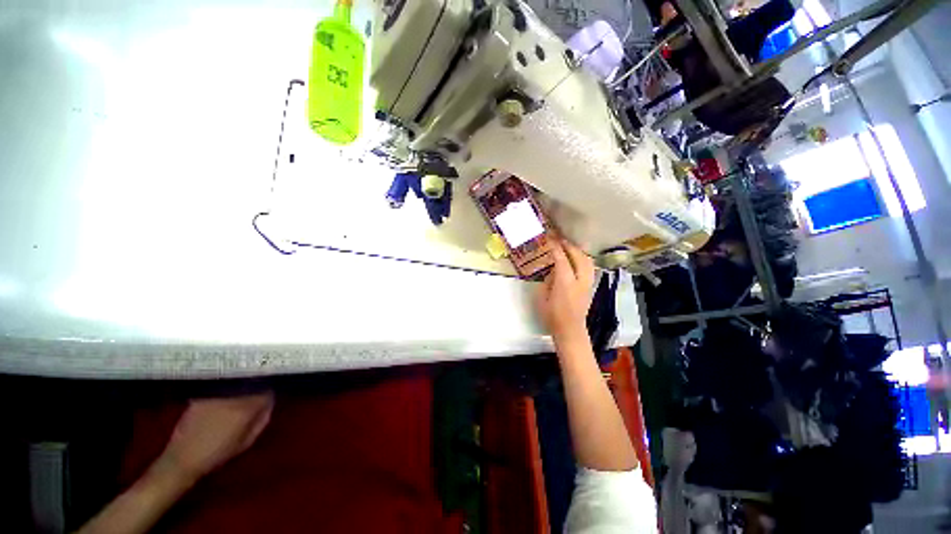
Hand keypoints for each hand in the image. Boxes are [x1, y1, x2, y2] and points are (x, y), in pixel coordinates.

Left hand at [160, 392, 274, 482]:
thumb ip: (261, 421)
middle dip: (257, 389)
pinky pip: (221, 387)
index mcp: (247, 408)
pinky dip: (227, 390)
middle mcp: (233, 396)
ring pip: (237, 384)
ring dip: (242, 388)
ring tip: (240, 396)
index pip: (267, 392)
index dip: (270, 395)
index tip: (268, 401)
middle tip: (257, 396)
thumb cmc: (217, 454)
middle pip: (253, 384)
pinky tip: (224, 399)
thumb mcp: (246, 442)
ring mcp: (216, 394)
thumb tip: (268, 405)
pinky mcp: (203, 395)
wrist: (182, 458)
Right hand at [534, 238, 594, 343]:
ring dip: (578, 251)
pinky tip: (576, 259)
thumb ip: (548, 281)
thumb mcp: (542, 297)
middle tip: (559, 239)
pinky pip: (589, 267)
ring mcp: (587, 283)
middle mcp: (579, 280)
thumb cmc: (552, 316)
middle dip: (569, 245)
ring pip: (587, 261)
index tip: (550, 238)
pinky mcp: (590, 287)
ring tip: (569, 247)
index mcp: (565, 282)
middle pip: (578, 256)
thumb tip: (553, 271)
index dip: (555, 247)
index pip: (561, 259)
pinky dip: (582, 259)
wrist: (570, 331)